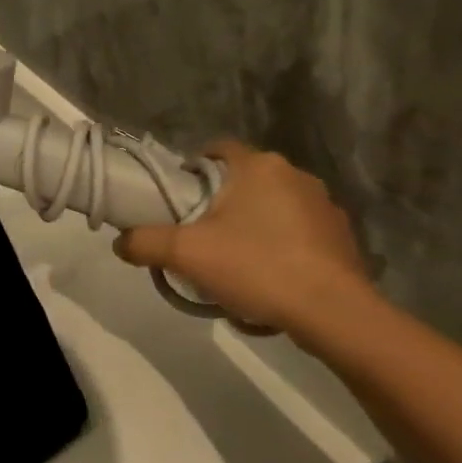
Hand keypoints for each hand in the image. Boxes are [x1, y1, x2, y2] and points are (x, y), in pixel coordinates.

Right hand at [115, 142, 369, 337]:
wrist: (333, 312)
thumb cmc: (257, 267)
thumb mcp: (186, 255)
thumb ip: (145, 243)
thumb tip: (120, 242)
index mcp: (258, 166)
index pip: (216, 150)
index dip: (192, 170)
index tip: (178, 201)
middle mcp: (295, 175)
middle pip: (243, 180)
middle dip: (221, 204)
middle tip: (199, 237)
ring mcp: (324, 205)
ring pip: (272, 207)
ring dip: (252, 225)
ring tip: (234, 263)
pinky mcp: (342, 236)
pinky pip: (299, 232)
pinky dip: (281, 247)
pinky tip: (270, 279)